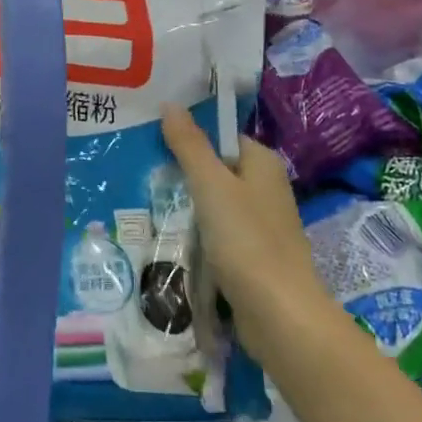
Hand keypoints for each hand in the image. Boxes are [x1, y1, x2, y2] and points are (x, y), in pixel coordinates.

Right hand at [159, 105, 335, 362]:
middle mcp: (266, 189)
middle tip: (141, 173)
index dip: (189, 137)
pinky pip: (219, 235)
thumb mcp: (211, 186)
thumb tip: (170, 104)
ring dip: (187, 209)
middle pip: (216, 171)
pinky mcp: (253, 256)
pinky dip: (198, 236)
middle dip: (183, 175)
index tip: (152, 142)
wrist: (281, 316)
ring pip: (215, 205)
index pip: (221, 137)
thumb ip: (190, 146)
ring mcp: (261, 225)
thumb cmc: (247, 241)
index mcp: (262, 163)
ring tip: (145, 205)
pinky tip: (170, 240)